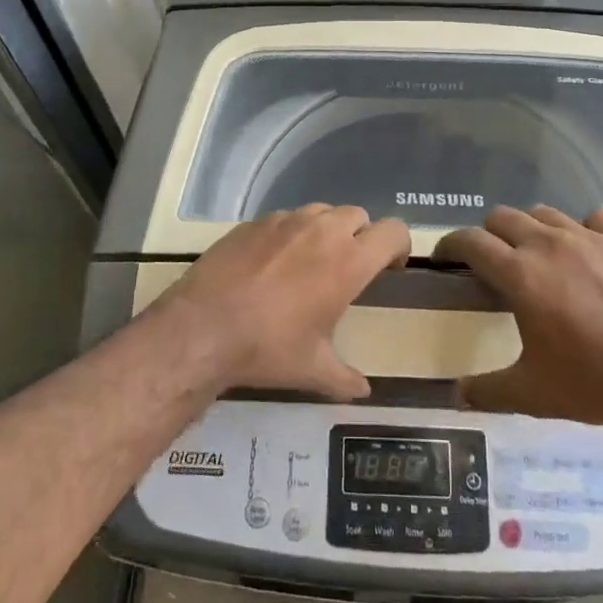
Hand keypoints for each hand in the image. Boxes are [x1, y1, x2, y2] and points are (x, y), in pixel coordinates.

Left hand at [160, 205, 409, 399]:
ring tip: (310, 262)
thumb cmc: (268, 347)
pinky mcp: (255, 221)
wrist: (203, 326)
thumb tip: (363, 391)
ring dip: (326, 231)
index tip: (389, 268)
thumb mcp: (313, 370)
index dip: (398, 245)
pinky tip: (272, 263)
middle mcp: (322, 230)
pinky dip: (290, 233)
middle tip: (348, 268)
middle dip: (360, 237)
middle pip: (358, 216)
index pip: (393, 232)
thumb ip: (345, 378)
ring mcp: (286, 220)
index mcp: (348, 261)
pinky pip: (285, 218)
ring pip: (321, 212)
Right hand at [433, 206, 602, 427]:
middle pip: (502, 217)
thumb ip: (488, 391)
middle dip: (489, 235)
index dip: (450, 245)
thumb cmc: (594, 381)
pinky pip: (595, 218)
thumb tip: (456, 393)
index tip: (445, 258)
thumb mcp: (534, 394)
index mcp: (519, 273)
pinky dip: (584, 228)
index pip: (470, 241)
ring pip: (544, 213)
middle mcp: (547, 244)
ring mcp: (587, 237)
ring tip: (537, 255)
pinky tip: (587, 249)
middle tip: (493, 263)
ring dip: (531, 229)